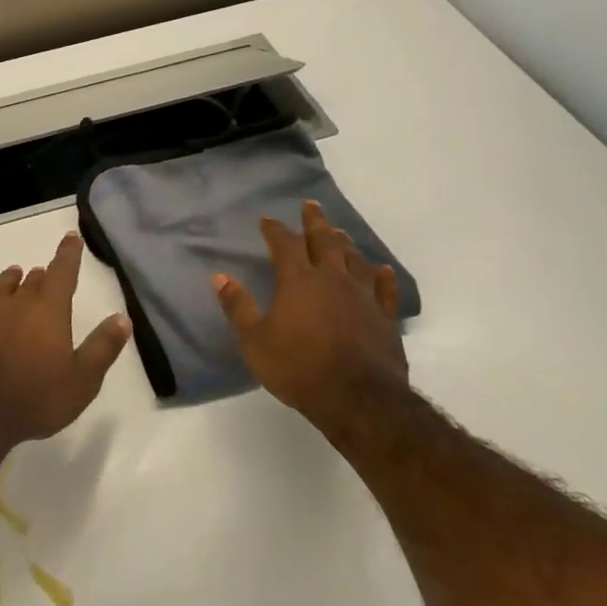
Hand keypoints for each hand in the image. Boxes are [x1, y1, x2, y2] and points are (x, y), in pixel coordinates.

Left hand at [0, 233, 132, 446]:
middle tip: (46, 273)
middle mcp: (17, 302)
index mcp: (48, 310)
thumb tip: (122, 318)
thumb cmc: (35, 398)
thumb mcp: (81, 381)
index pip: (62, 273)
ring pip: (3, 285)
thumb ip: (102, 347)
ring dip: (13, 280)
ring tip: (17, 275)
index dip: (69, 254)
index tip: (71, 238)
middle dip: (43, 275)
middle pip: (33, 280)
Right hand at [213, 201, 407, 429]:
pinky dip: (382, 276)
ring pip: (355, 259)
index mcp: (299, 281)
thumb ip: (237, 306)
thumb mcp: (254, 341)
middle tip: (310, 205)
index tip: (267, 219)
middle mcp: (332, 280)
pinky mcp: (385, 318)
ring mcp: (363, 297)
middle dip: (315, 222)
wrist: (359, 400)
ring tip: (339, 233)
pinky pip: (386, 289)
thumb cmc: (299, 368)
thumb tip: (220, 277)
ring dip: (345, 243)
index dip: (275, 230)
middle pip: (325, 241)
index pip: (285, 245)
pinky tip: (381, 269)